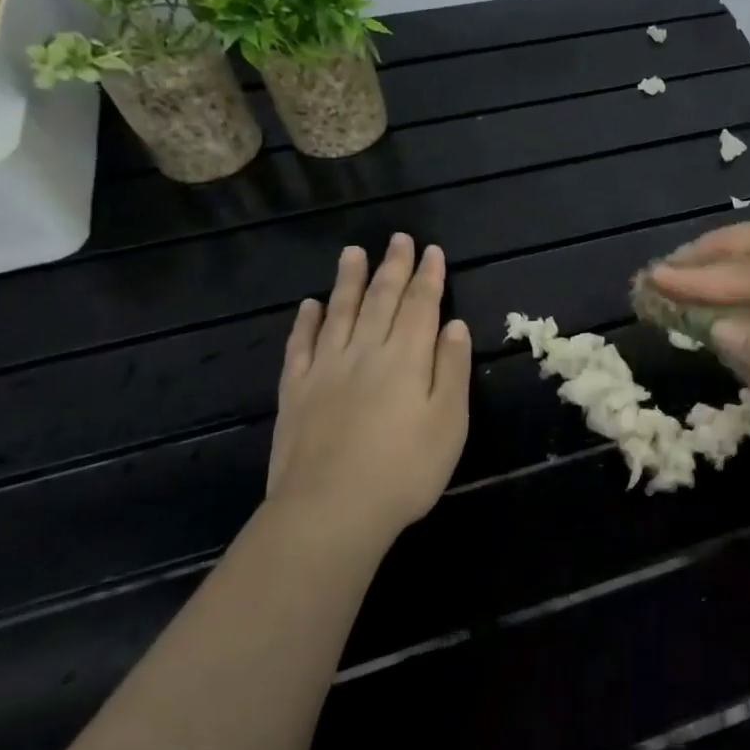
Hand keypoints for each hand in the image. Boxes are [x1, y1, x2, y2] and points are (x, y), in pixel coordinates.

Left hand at [267, 233, 471, 543]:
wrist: (330, 511)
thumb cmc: (404, 470)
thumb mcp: (449, 422)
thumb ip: (452, 368)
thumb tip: (454, 324)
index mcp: (407, 358)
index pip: (421, 305)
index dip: (429, 276)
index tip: (432, 250)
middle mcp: (366, 351)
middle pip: (381, 299)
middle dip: (393, 267)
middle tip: (398, 238)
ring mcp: (326, 369)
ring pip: (339, 312)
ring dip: (348, 280)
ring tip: (353, 252)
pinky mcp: (296, 392)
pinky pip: (300, 345)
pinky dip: (306, 321)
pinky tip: (309, 305)